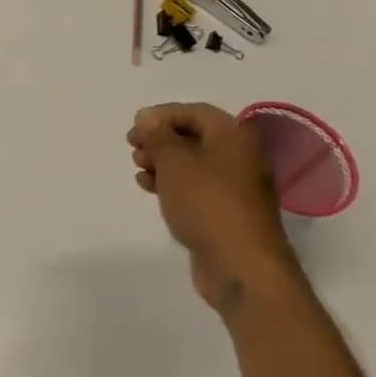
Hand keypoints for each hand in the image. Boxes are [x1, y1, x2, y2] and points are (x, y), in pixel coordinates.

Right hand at [128, 103, 298, 312]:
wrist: (241, 264)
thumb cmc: (206, 202)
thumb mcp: (174, 161)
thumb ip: (157, 135)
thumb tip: (147, 117)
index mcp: (233, 135)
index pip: (194, 111)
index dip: (161, 116)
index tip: (134, 128)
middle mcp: (240, 155)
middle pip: (194, 136)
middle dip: (160, 140)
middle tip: (134, 150)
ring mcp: (236, 186)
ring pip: (193, 163)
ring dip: (163, 163)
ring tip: (139, 171)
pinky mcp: (228, 211)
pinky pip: (197, 187)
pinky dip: (173, 184)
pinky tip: (151, 191)